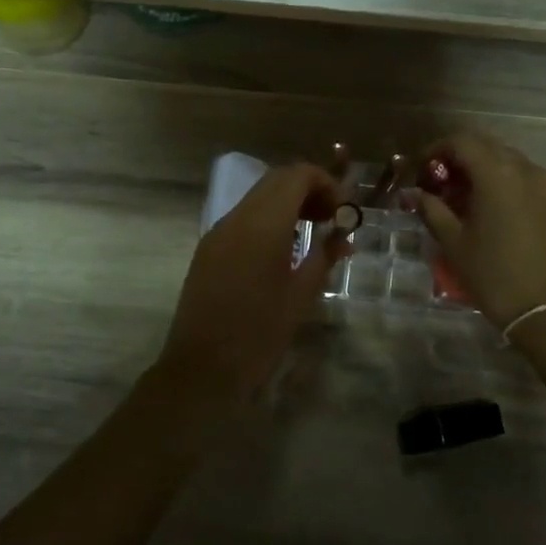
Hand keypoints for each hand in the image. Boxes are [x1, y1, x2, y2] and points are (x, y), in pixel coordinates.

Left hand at [160, 162, 349, 400]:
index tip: (344, 210)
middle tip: (333, 217)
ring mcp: (218, 232)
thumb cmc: (259, 334)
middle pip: (276, 180)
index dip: (325, 182)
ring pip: (257, 197)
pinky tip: (284, 247)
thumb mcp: (300, 296)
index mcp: (263, 224)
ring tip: (313, 230)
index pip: (296, 175)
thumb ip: (324, 257)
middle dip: (308, 189)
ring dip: (288, 202)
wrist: (201, 369)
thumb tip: (344, 237)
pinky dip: (268, 218)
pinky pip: (243, 217)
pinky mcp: (208, 249)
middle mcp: (237, 218)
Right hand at [413, 129, 545, 328]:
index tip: (422, 170)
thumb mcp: (455, 244)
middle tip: (442, 184)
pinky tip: (499, 214)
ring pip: (512, 164)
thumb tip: (415, 194)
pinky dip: (510, 187)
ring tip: (469, 200)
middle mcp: (528, 171)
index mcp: (498, 175)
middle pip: (488, 147)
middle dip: (461, 159)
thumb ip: (432, 210)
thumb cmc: (496, 277)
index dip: (437, 149)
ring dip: (487, 172)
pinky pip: (532, 183)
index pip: (462, 141)